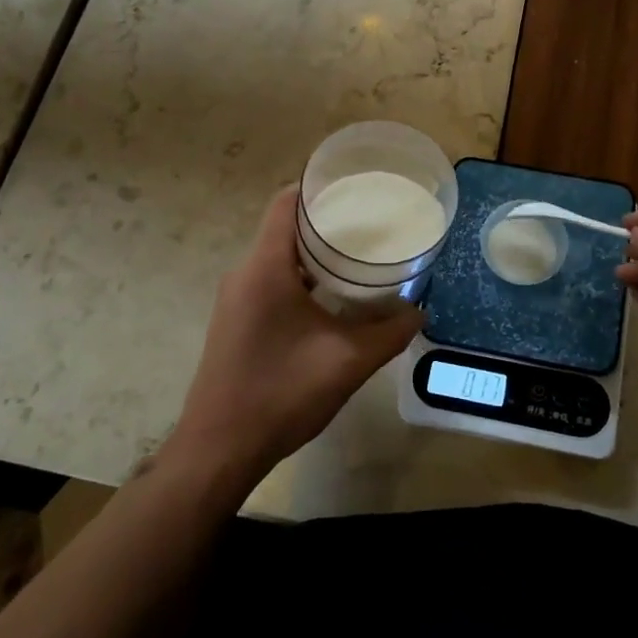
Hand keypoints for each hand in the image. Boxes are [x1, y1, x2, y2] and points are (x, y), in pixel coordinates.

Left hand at [170, 187, 420, 483]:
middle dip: (327, 220)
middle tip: (370, 222)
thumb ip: (388, 332)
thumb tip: (418, 312)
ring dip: (314, 252)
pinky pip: (270, 279)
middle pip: (285, 226)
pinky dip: (301, 276)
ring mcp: (236, 298)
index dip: (320, 187)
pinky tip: (331, 297)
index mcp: (265, 267)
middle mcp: (244, 273)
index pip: (287, 203)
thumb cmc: (281, 394)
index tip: (357, 187)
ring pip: (278, 255)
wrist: (218, 450)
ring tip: (358, 256)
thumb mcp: (347, 361)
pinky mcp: (236, 320)